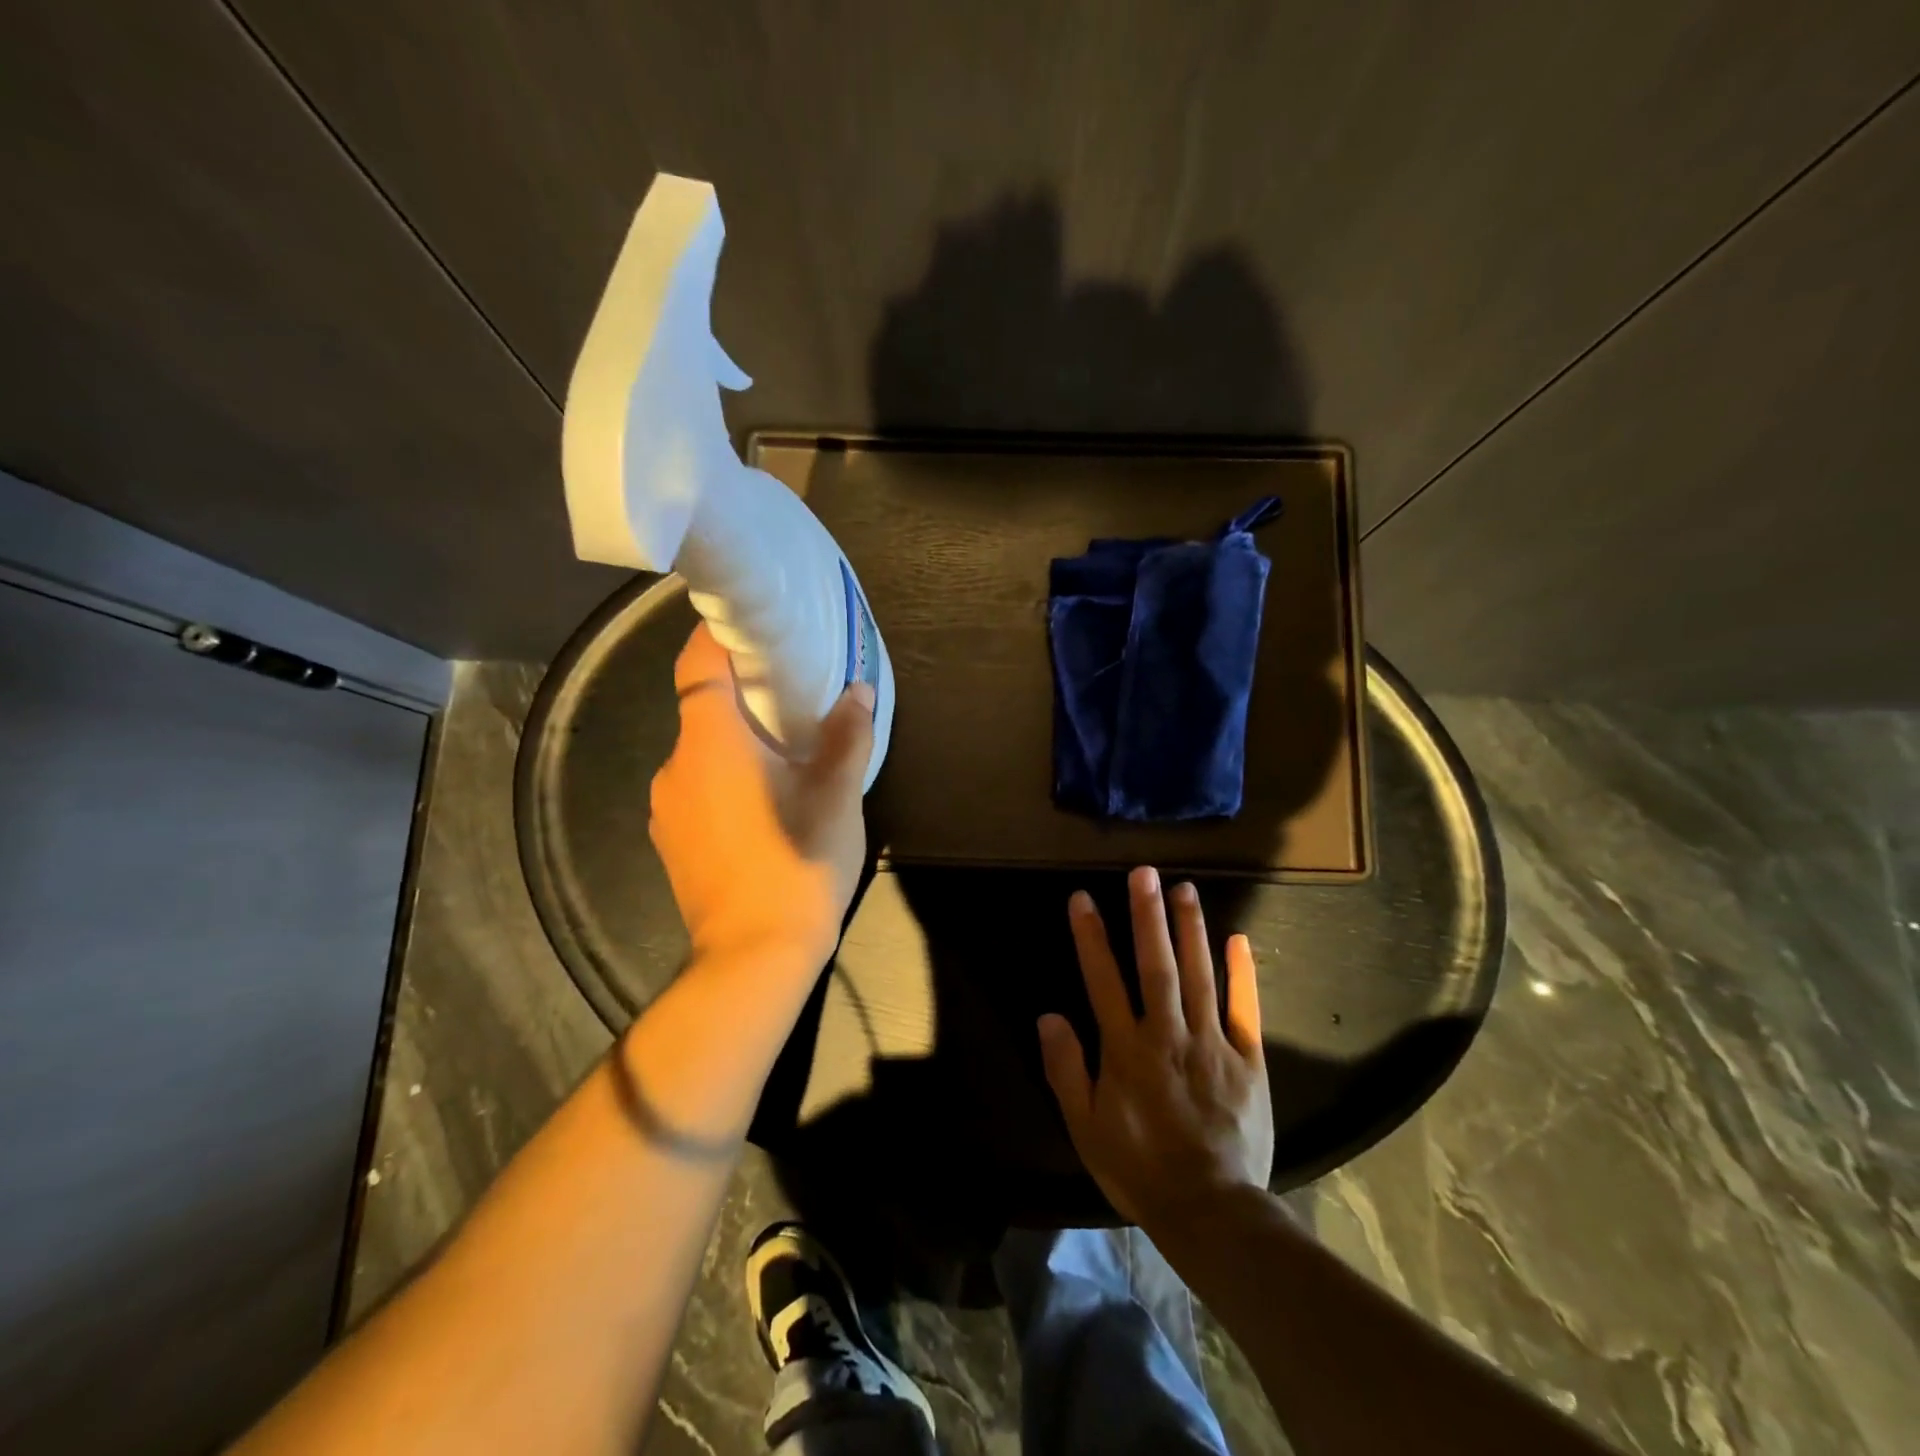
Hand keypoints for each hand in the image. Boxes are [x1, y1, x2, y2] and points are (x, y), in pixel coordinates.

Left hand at [648, 625, 873, 970]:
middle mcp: (676, 765)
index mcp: (711, 741)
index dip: (718, 633)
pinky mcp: (671, 840)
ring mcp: (667, 807)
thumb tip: (859, 693)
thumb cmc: (798, 863)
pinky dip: (724, 777)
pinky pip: (697, 787)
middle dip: (741, 692)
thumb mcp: (837, 795)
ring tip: (782, 752)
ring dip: (735, 740)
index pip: (698, 662)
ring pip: (700, 751)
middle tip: (789, 692)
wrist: (754, 956)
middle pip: (701, 706)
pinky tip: (762, 803)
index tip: (751, 625)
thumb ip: (848, 736)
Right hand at [1038, 865, 1273, 1232]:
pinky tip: (1238, 939)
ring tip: (1184, 888)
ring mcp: (1212, 1044)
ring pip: (1198, 976)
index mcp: (1126, 1049)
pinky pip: (1245, 1010)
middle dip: (1146, 916)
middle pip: (1155, 965)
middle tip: (1143, 872)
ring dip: (1190, 930)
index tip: (1082, 897)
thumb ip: (1066, 1069)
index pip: (1103, 980)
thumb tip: (1048, 1016)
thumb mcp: (1086, 1127)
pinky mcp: (1248, 1060)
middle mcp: (1167, 1034)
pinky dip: (1242, 974)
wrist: (1210, 1210)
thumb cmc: (1139, 1168)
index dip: (1090, 936)